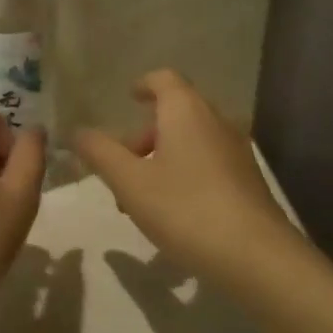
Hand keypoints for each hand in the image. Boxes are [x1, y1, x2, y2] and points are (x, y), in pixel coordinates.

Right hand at [74, 69, 297, 280]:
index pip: (164, 79)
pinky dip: (184, 173)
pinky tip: (172, 211)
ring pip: (191, 141)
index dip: (143, 85)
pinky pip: (207, 162)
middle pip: (175, 113)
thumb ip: (101, 153)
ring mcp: (236, 150)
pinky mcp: (247, 178)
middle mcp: (215, 121)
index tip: (128, 98)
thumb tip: (77, 132)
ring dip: (162, 159)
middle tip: (120, 169)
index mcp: (186, 111)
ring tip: (139, 199)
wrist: (255, 254)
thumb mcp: (130, 182)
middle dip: (144, 136)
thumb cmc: (185, 209)